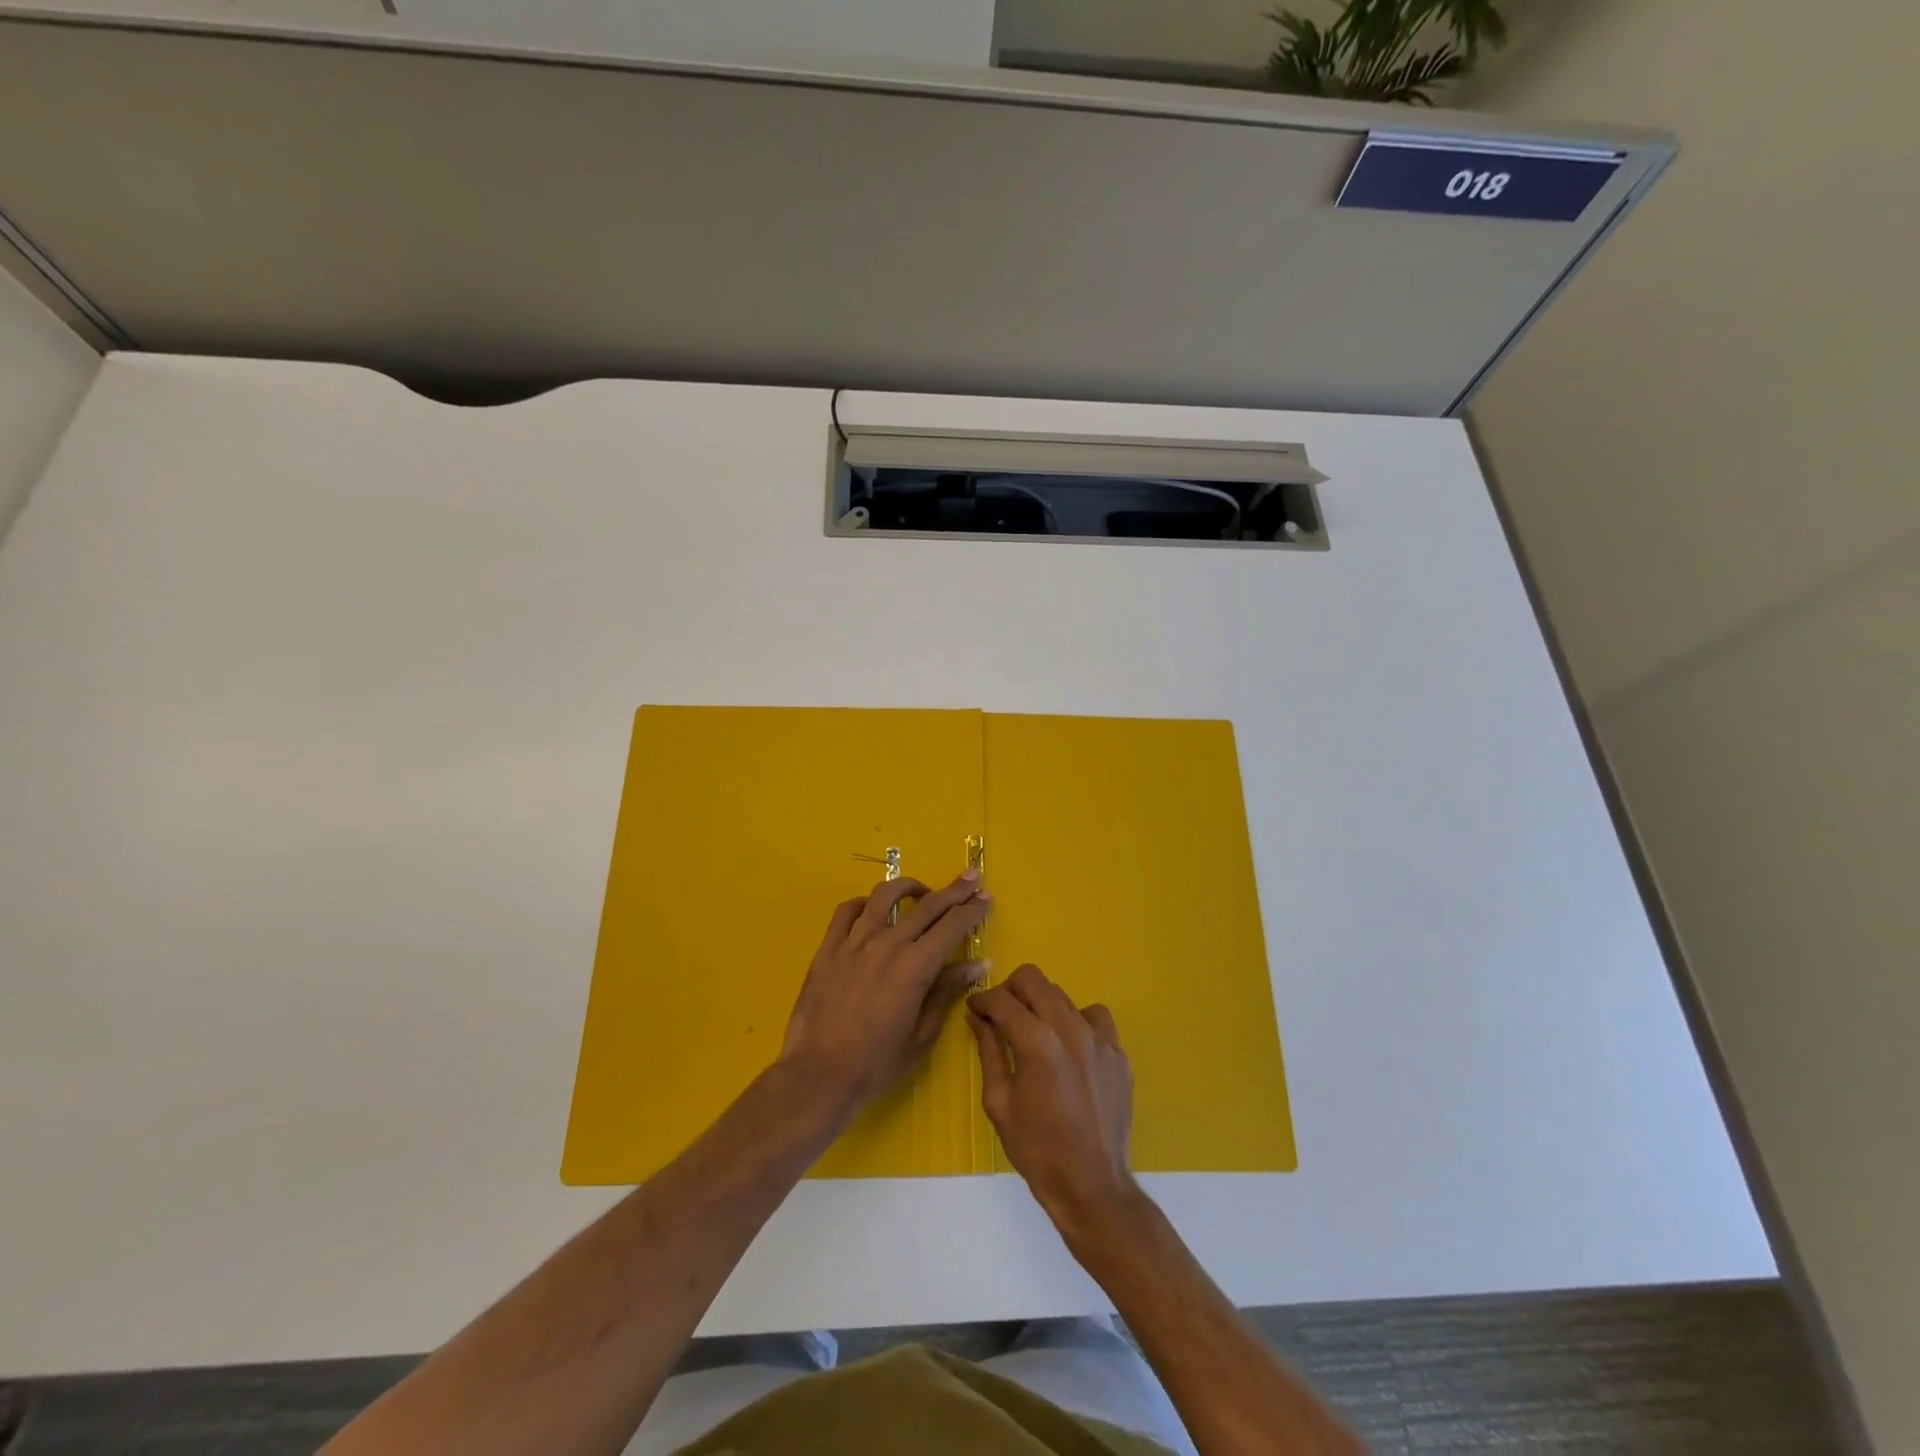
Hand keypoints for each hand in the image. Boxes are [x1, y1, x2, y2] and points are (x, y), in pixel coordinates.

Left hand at [778, 871, 990, 1118]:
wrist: (819, 1075)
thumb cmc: (877, 1063)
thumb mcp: (922, 1034)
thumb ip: (947, 992)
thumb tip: (978, 963)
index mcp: (915, 966)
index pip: (952, 925)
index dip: (972, 909)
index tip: (985, 897)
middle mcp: (887, 944)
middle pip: (927, 905)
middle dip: (954, 890)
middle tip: (970, 878)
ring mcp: (854, 942)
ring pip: (885, 896)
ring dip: (909, 887)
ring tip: (922, 891)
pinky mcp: (828, 948)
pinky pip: (847, 911)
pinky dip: (864, 903)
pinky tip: (873, 909)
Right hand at [968, 964, 1138, 1237]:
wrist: (1093, 1186)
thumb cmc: (1037, 1150)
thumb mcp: (999, 1102)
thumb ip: (989, 1051)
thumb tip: (978, 1018)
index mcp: (1036, 1042)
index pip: (1001, 999)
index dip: (982, 1000)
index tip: (975, 1009)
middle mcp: (1069, 1028)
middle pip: (1033, 979)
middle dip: (1010, 990)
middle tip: (1001, 1015)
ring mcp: (1098, 1038)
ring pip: (1062, 994)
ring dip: (1041, 1005)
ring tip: (1035, 1033)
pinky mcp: (1118, 1052)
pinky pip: (1095, 1016)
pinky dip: (1076, 1021)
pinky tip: (1070, 1047)